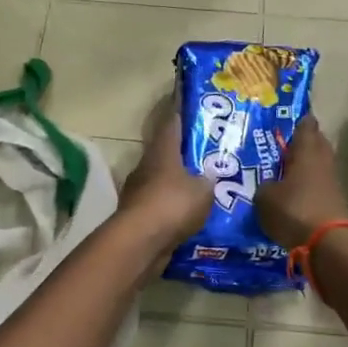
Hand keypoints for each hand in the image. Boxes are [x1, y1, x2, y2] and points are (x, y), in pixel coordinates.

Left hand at [119, 98, 214, 248]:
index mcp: (162, 151)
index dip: (180, 112)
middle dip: (184, 153)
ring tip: (203, 188)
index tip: (189, 104)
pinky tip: (191, 215)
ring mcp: (139, 192)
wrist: (141, 242)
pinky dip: (174, 208)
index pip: (171, 123)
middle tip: (207, 154)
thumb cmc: (173, 204)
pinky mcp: (138, 215)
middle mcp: (147, 167)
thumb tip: (209, 177)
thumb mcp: (203, 190)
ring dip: (179, 183)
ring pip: (163, 181)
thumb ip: (208, 180)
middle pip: (166, 153)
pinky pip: (161, 206)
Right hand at [254, 115, 347, 250]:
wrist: (328, 243)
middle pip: (316, 144)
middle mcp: (323, 161)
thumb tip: (270, 185)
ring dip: (305, 167)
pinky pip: (319, 187)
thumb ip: (265, 185)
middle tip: (284, 147)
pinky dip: (308, 187)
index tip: (289, 121)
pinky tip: (294, 196)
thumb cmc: (294, 209)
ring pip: (318, 166)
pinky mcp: (335, 202)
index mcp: (306, 150)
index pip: (306, 126)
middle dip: (303, 144)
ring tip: (284, 173)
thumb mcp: (265, 197)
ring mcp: (333, 182)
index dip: (298, 122)